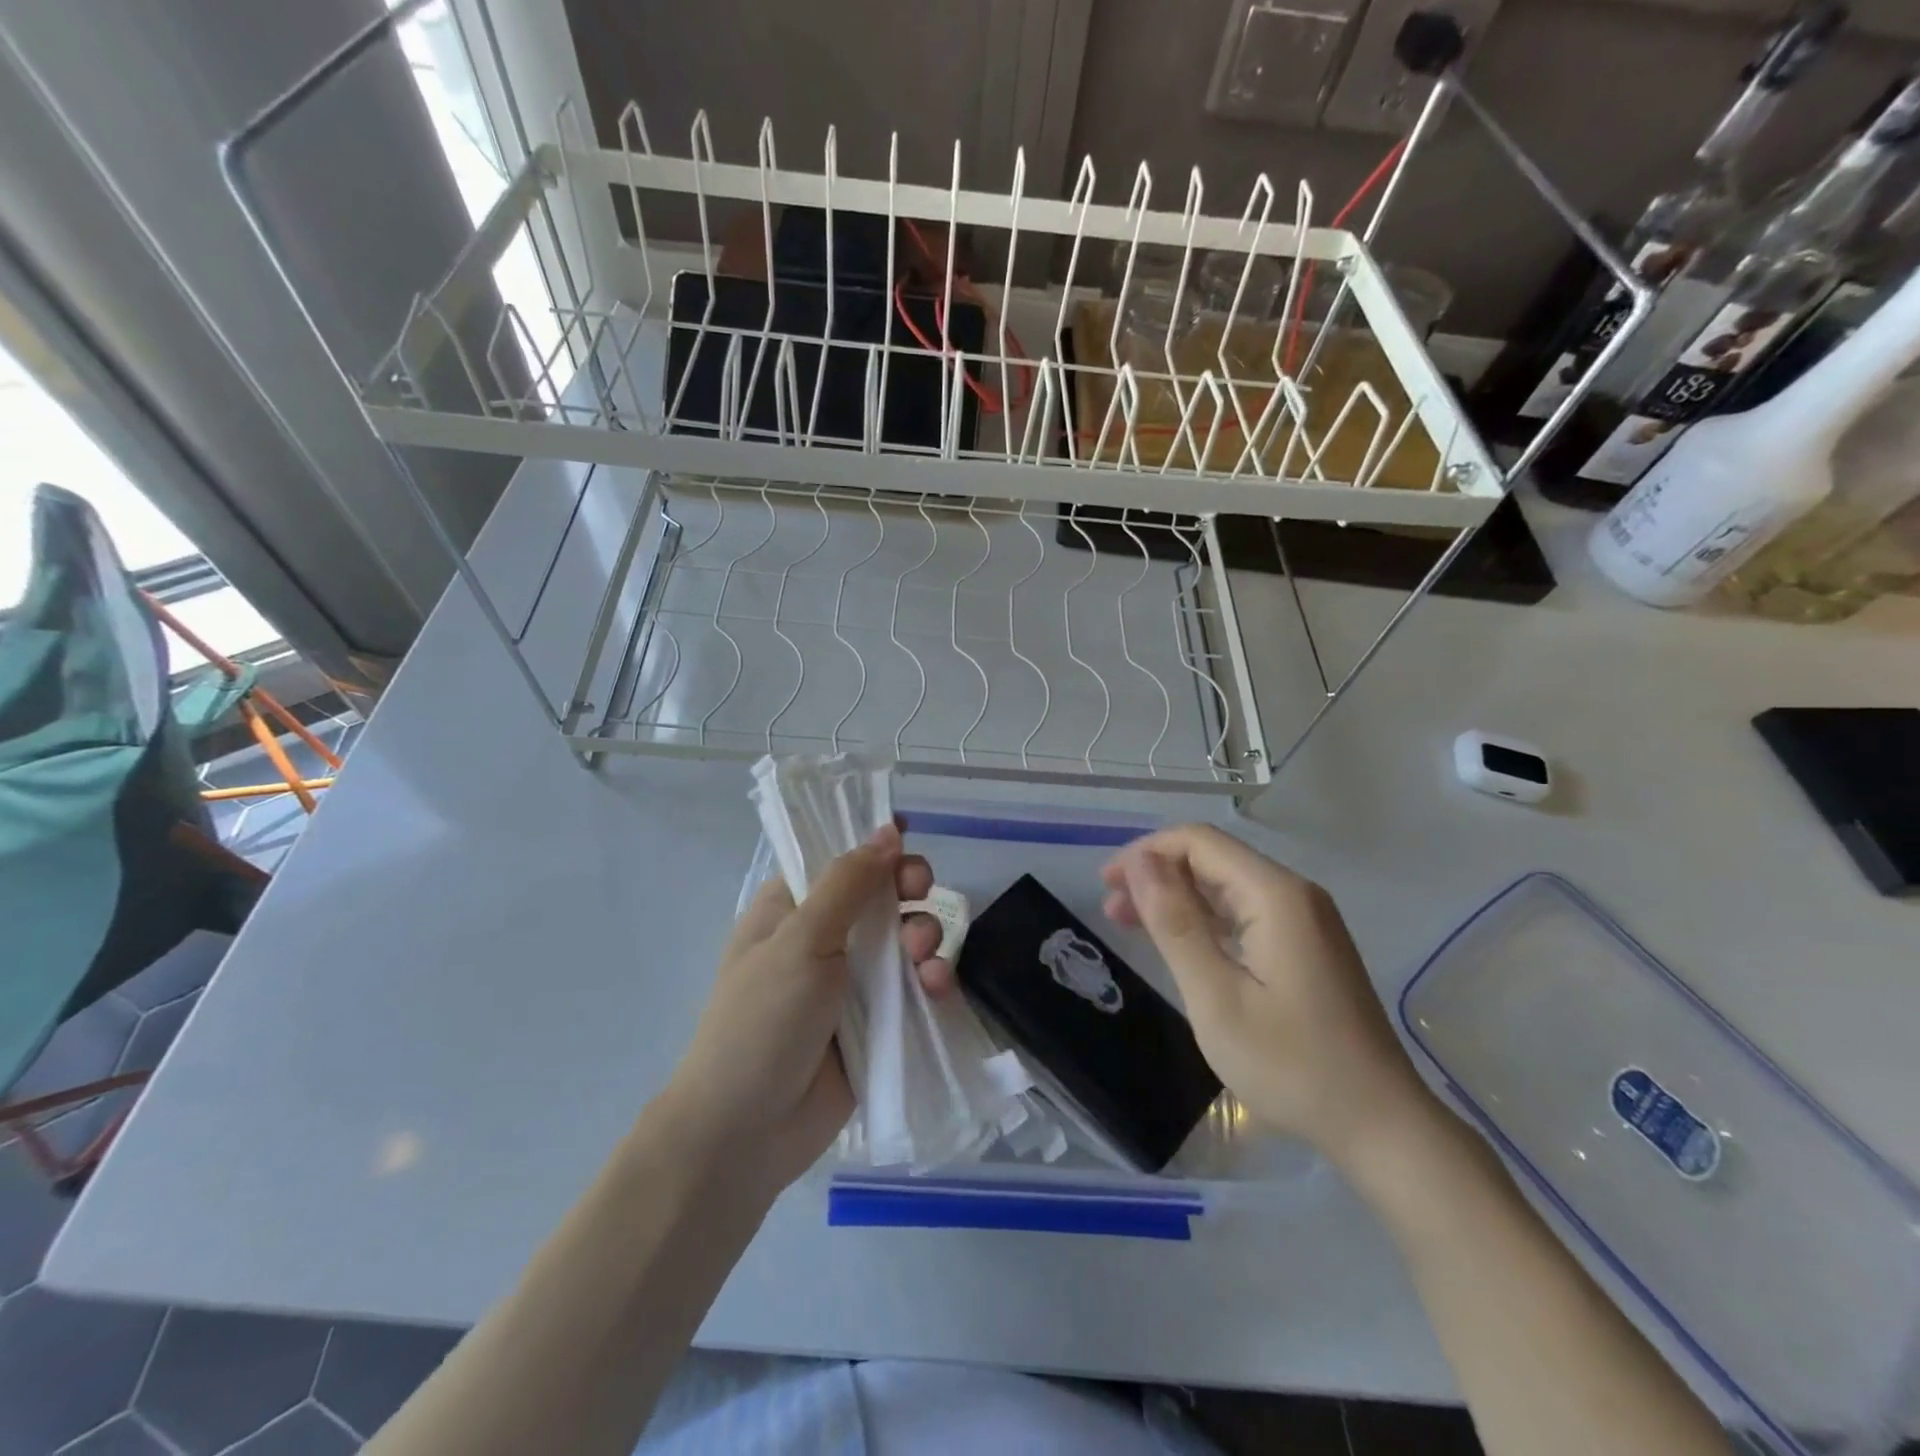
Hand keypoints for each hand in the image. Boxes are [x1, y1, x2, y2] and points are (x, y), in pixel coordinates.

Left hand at [663, 824, 951, 1196]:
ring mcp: (852, 981)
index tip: (907, 835)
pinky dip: (930, 979)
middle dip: (908, 889)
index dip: (875, 845)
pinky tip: (936, 986)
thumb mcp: (801, 941)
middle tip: (921, 892)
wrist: (747, 1132)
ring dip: (925, 934)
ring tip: (924, 954)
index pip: (839, 859)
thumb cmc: (762, 1021)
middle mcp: (824, 937)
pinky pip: (914, 986)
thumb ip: (848, 883)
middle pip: (881, 894)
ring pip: (905, 937)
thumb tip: (887, 829)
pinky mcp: (877, 1021)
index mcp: (792, 909)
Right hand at [1102, 824, 1435, 1164]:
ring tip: (1131, 924)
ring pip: (1227, 886)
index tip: (1107, 886)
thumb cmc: (1291, 1064)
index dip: (1146, 853)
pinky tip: (1179, 943)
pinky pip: (1245, 912)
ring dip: (1176, 897)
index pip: (1199, 842)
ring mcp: (1305, 920)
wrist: (1380, 1125)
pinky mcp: (1307, 946)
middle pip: (1213, 859)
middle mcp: (1294, 894)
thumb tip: (1141, 862)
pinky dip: (1204, 919)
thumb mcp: (1216, 996)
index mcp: (1275, 895)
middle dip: (1157, 874)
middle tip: (1111, 909)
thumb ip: (1175, 922)